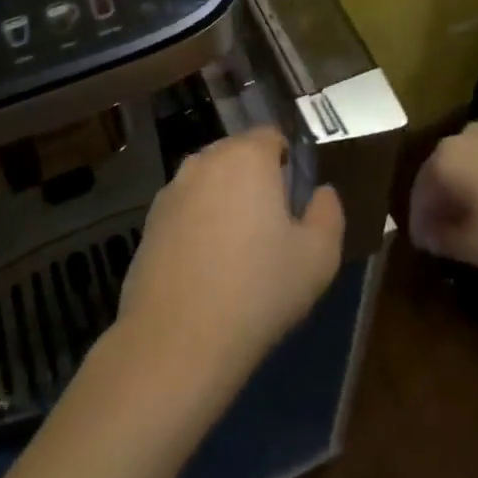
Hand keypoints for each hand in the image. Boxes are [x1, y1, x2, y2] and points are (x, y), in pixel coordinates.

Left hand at [114, 126, 344, 400]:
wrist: (177, 341)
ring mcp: (171, 190)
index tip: (295, 200)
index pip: (272, 136)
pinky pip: (186, 210)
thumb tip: (321, 192)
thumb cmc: (258, 290)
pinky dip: (198, 225)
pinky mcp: (149, 222)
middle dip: (256, 180)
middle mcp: (205, 161)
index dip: (287, 162)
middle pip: (238, 156)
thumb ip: (328, 212)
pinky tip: (206, 269)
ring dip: (225, 201)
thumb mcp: (318, 257)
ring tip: (238, 251)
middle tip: (271, 227)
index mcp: (247, 157)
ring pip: (210, 182)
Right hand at [409, 121, 477, 271]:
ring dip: (472, 191)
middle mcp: (463, 137)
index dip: (420, 225)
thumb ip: (445, 241)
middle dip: (444, 204)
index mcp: (443, 161)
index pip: (418, 195)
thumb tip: (428, 234)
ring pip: (471, 164)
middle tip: (453, 235)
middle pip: (442, 173)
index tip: (427, 249)